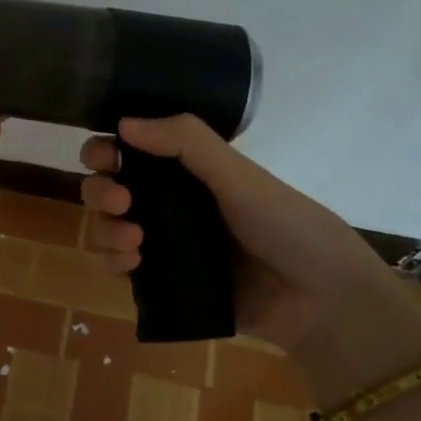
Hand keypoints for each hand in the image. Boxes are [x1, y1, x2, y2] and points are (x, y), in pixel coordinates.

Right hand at [80, 116, 420, 404]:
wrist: (319, 298)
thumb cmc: (285, 224)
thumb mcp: (238, 175)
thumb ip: (186, 143)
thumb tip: (124, 122)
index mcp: (188, 170)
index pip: (132, 150)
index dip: (108, 149)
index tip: (106, 157)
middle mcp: (171, 202)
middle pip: (110, 188)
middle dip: (101, 191)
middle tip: (120, 201)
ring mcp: (166, 243)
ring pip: (110, 228)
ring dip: (106, 229)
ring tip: (133, 240)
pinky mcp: (165, 282)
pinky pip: (122, 267)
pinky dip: (116, 261)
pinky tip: (132, 263)